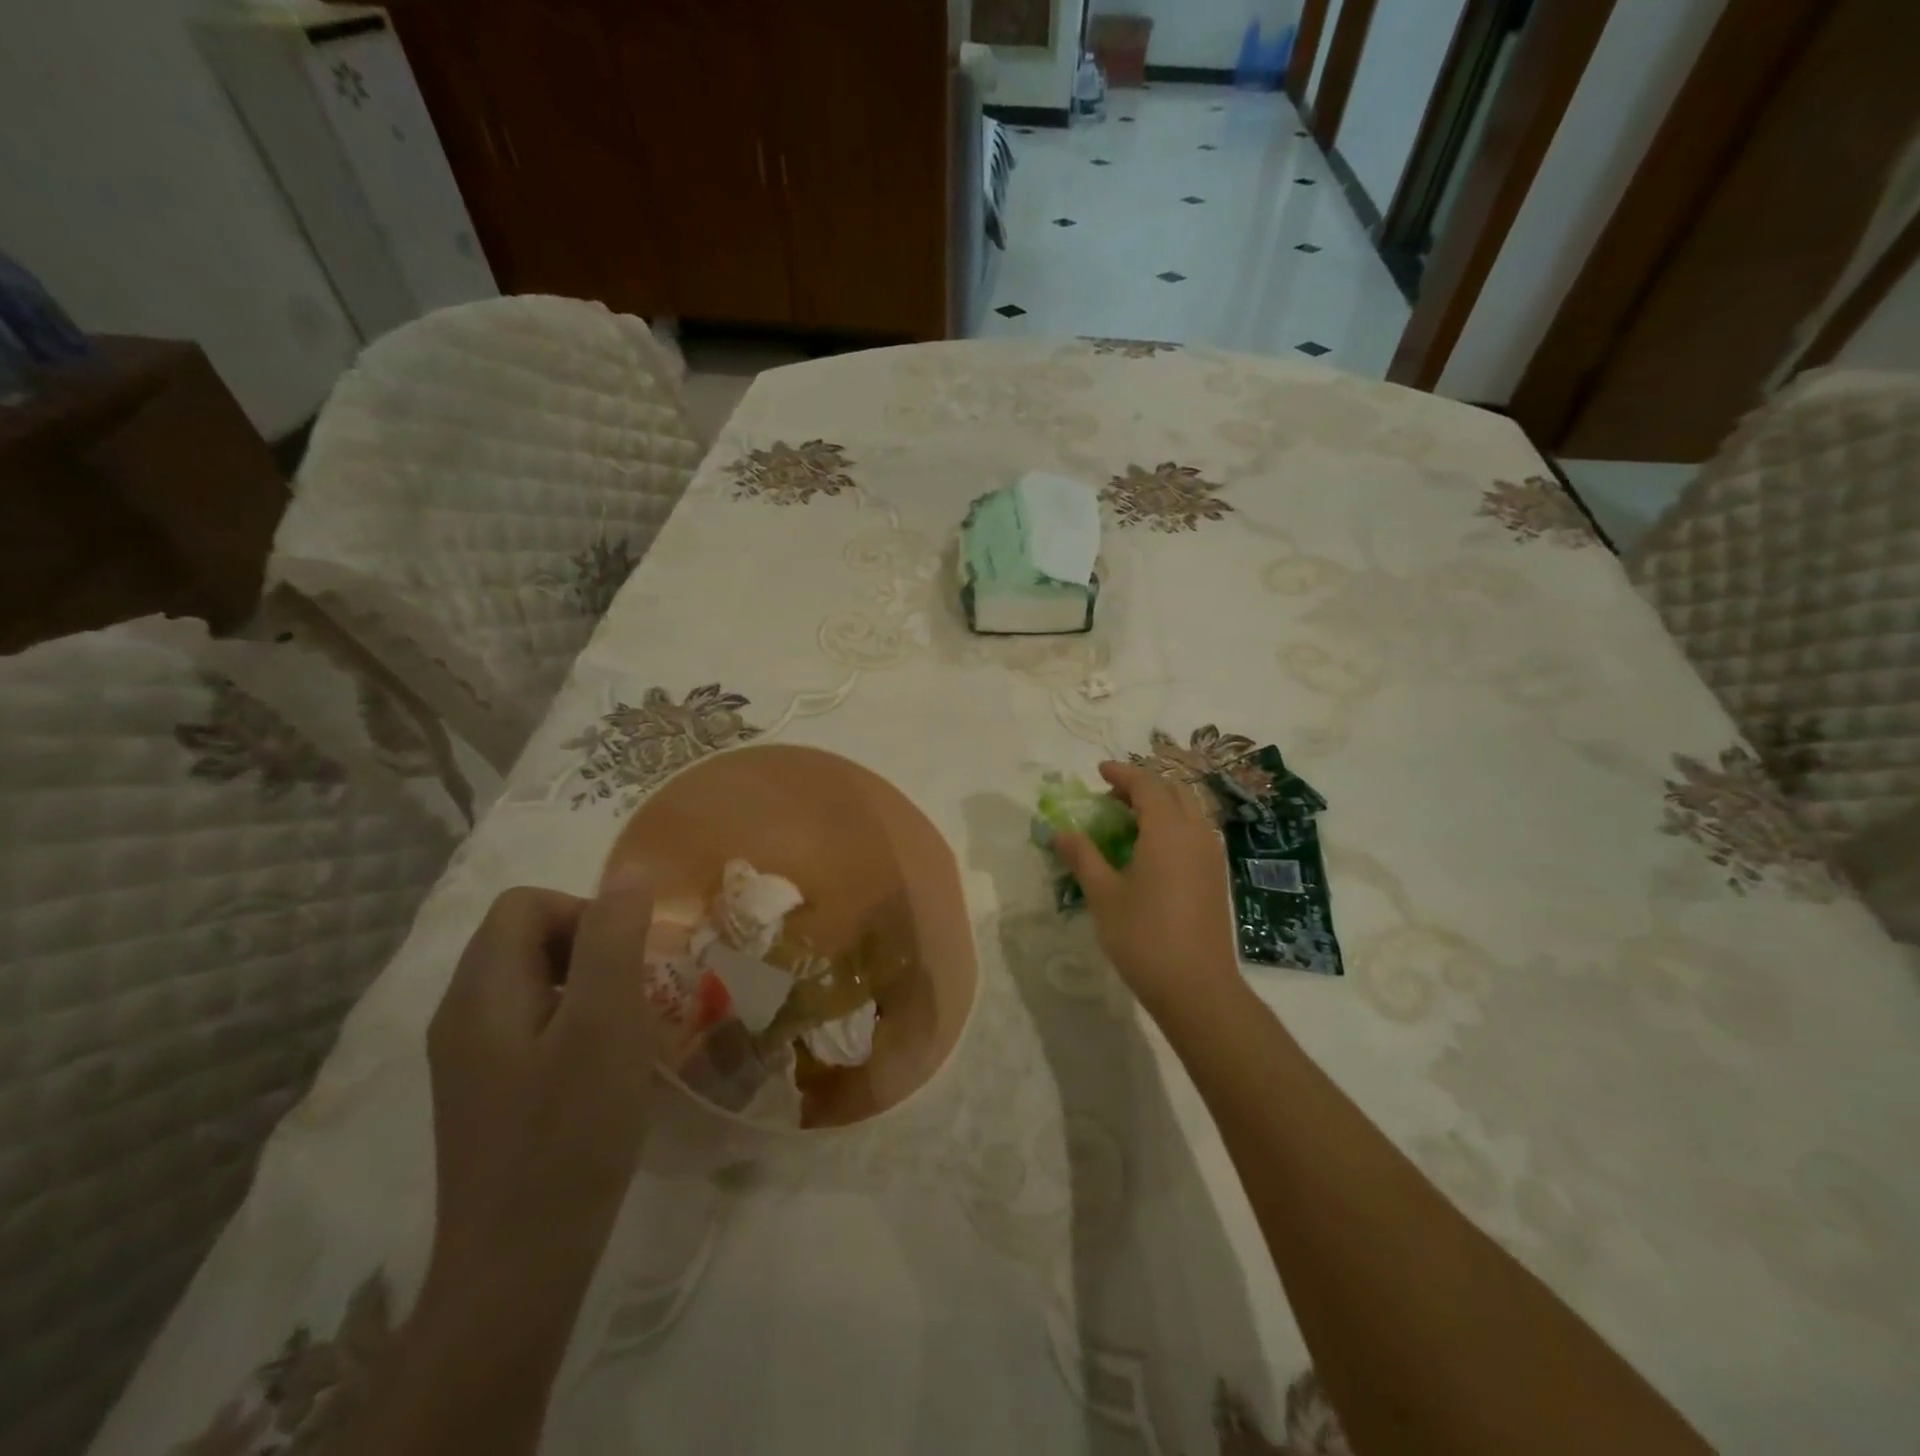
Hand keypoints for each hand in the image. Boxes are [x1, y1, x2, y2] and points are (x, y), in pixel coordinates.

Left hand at [425, 870, 661, 1292]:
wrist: (519, 1265)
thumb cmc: (569, 1133)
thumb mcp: (606, 1024)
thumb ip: (614, 939)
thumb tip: (629, 871)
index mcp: (480, 992)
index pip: (525, 905)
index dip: (584, 913)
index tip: (626, 961)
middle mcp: (461, 1015)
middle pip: (525, 938)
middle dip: (591, 948)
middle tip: (634, 995)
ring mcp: (469, 1058)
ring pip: (534, 982)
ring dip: (589, 987)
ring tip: (626, 1031)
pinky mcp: (487, 1092)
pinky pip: (532, 1024)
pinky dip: (575, 1024)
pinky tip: (603, 1069)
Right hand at [1055, 761, 1241, 1018]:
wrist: (1197, 987)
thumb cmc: (1144, 937)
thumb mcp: (1103, 895)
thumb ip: (1083, 856)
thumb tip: (1061, 832)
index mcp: (1168, 830)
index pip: (1147, 784)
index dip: (1122, 773)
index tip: (1099, 771)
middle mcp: (1196, 833)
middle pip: (1174, 790)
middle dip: (1143, 785)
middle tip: (1112, 796)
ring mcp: (1212, 855)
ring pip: (1189, 810)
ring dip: (1161, 804)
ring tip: (1130, 820)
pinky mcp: (1217, 876)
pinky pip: (1196, 832)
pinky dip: (1174, 824)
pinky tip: (1153, 850)